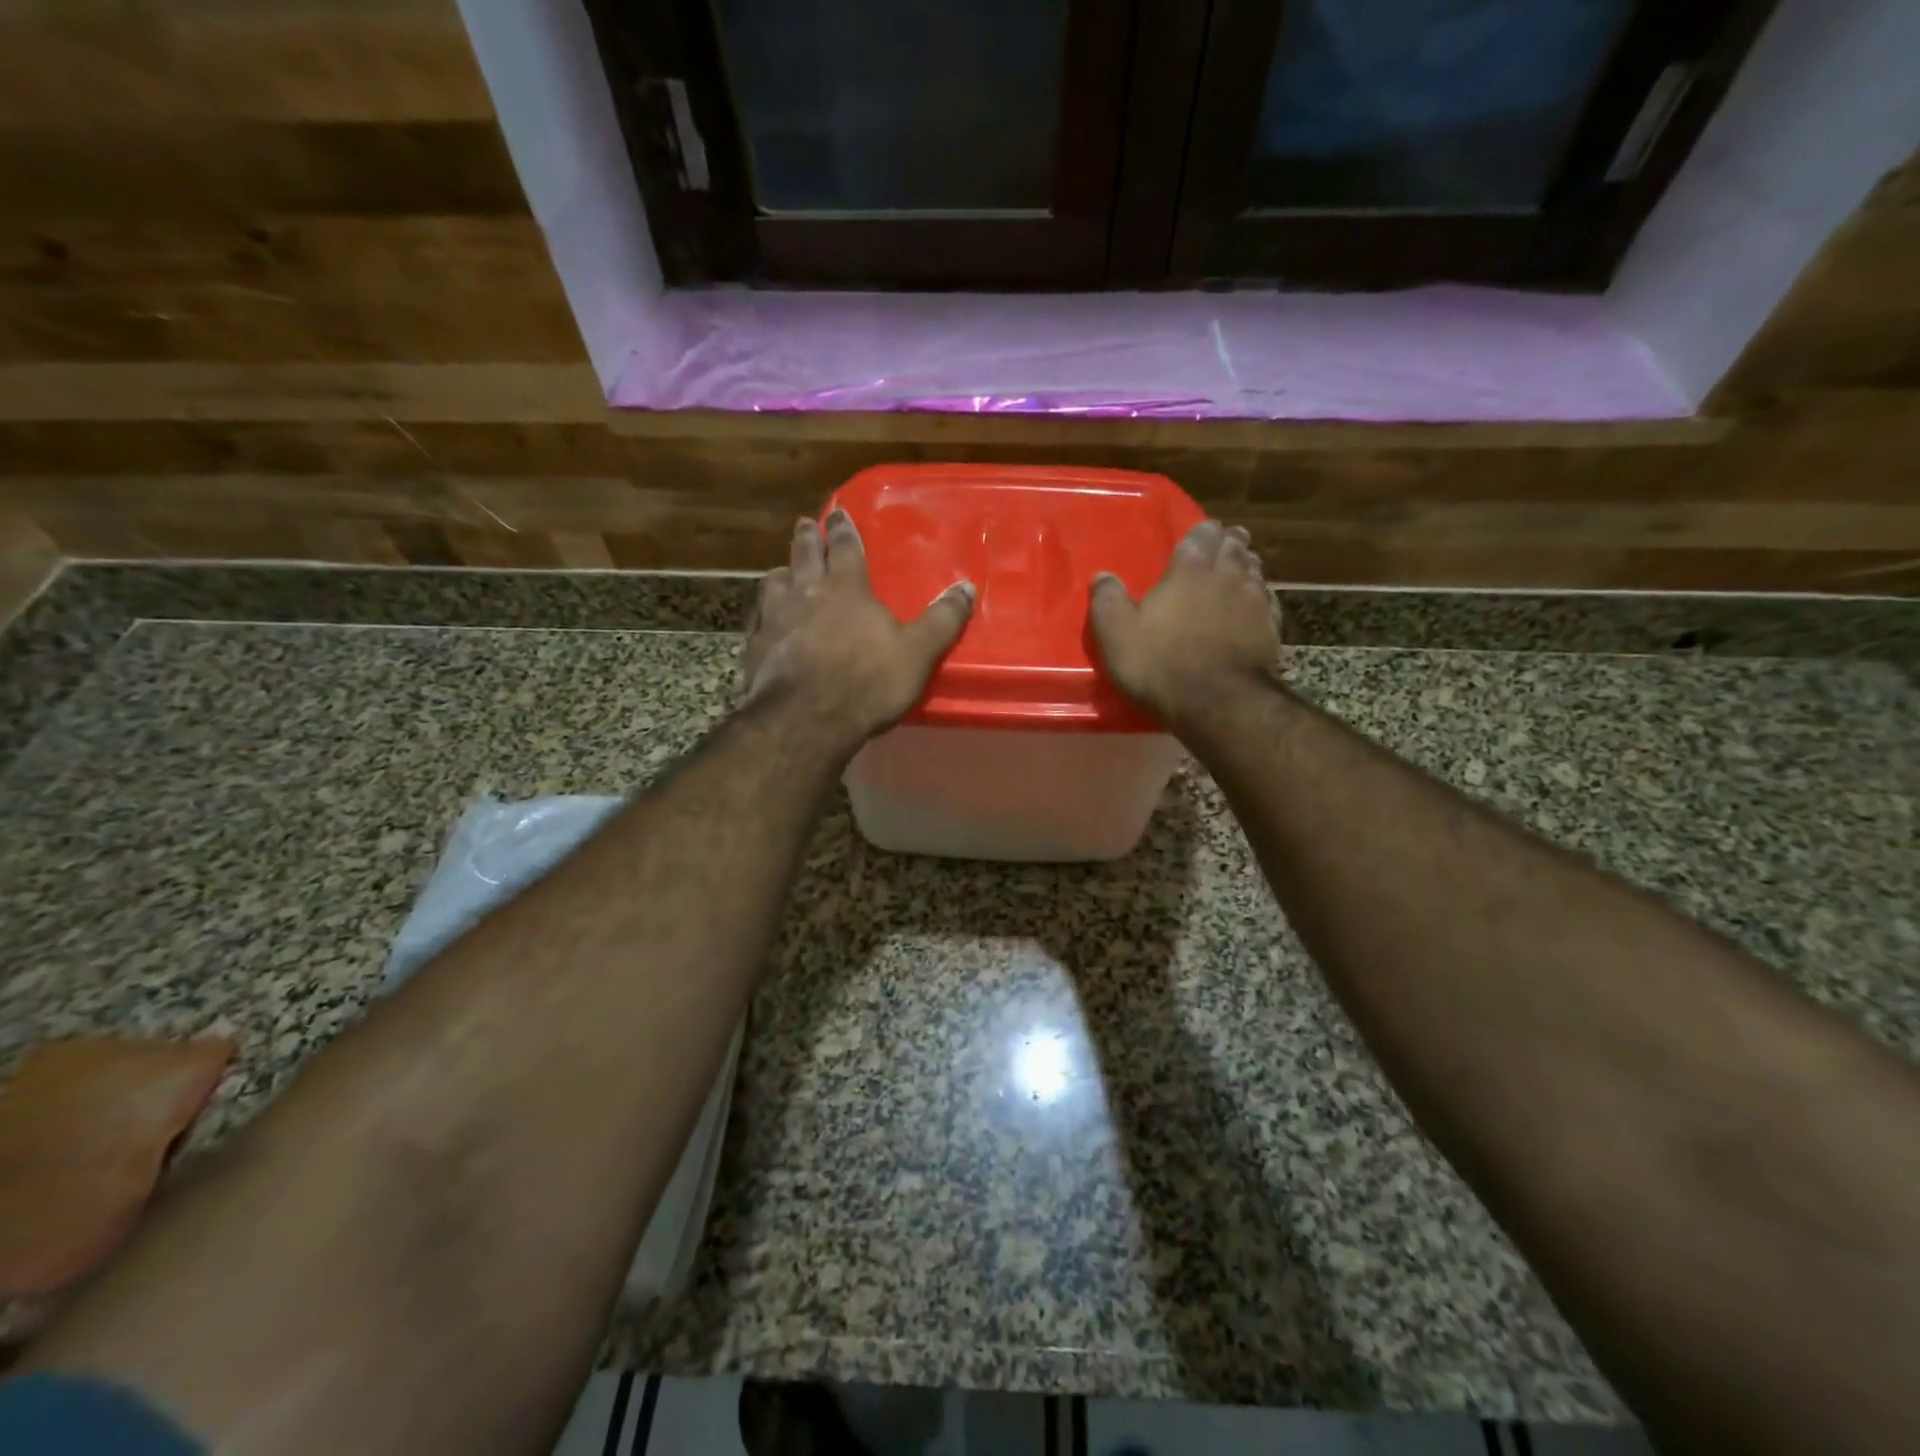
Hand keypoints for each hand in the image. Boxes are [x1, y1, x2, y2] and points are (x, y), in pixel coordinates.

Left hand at [742, 511, 974, 743]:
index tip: (837, 512)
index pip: (845, 548)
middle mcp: (805, 593)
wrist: (806, 719)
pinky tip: (762, 622)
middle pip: (804, 556)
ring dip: (780, 573)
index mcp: (846, 589)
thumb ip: (943, 620)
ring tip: (782, 571)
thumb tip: (966, 587)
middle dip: (807, 538)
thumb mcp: (917, 652)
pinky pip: (756, 622)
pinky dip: (761, 615)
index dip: (843, 529)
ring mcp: (774, 619)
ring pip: (774, 583)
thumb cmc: (867, 682)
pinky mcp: (754, 648)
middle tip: (805, 524)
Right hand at [1089, 519, 1280, 727]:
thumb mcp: (1117, 634)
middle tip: (1226, 541)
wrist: (1218, 702)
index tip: (1202, 531)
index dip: (1202, 532)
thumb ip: (1107, 600)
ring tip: (1243, 565)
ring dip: (1248, 565)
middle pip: (1234, 549)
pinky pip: (1268, 601)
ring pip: (1255, 572)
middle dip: (1229, 543)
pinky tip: (1258, 602)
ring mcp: (1255, 603)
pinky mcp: (1272, 630)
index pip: (1201, 535)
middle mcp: (1227, 577)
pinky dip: (1262, 596)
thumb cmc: (1160, 663)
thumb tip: (1102, 576)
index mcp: (1189, 570)